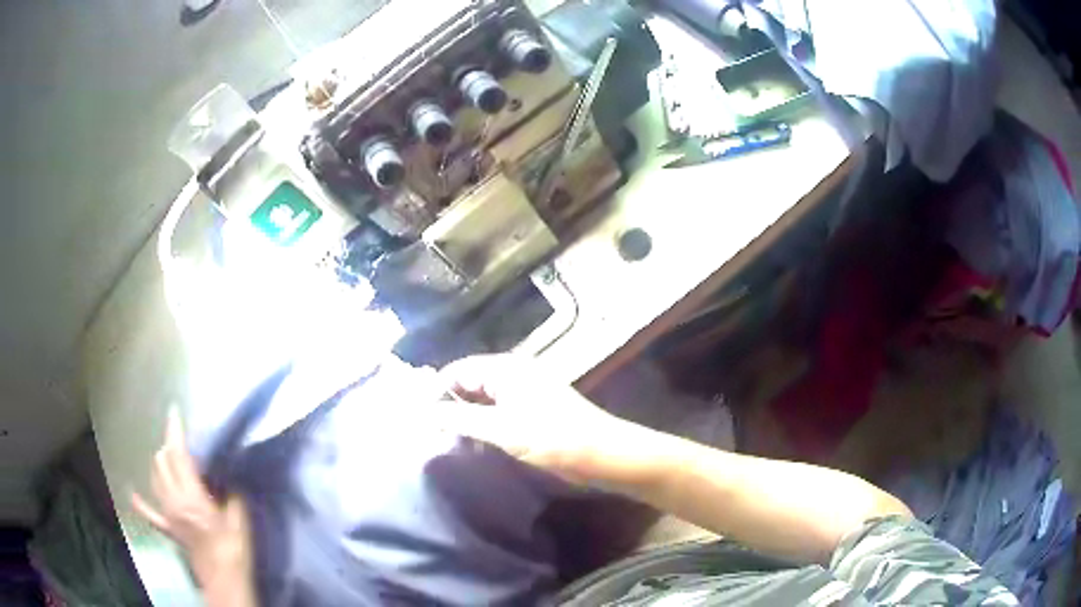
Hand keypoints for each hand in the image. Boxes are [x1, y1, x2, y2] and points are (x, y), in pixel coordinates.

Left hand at [131, 410, 252, 590]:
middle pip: (162, 462)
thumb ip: (230, 493)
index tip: (174, 412)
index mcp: (191, 496)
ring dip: (160, 464)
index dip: (174, 432)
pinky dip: (140, 502)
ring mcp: (167, 514)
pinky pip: (149, 513)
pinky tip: (133, 494)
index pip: (178, 455)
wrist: (225, 579)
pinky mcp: (168, 528)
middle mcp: (173, 500)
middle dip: (169, 446)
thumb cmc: (234, 548)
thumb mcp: (239, 518)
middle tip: (181, 441)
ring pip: (155, 478)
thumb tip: (226, 475)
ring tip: (169, 458)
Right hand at [439, 355, 632, 481]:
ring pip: (483, 401)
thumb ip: (459, 418)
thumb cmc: (553, 438)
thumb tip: (421, 412)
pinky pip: (497, 413)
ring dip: (465, 418)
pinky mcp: (532, 412)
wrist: (602, 455)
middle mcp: (513, 374)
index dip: (436, 392)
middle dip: (449, 406)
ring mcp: (524, 393)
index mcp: (506, 368)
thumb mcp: (501, 429)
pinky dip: (483, 426)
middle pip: (469, 383)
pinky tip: (474, 445)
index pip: (457, 370)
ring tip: (447, 442)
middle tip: (430, 434)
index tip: (418, 419)